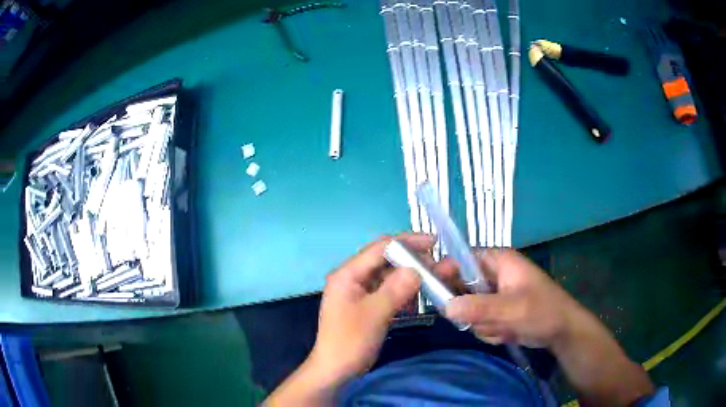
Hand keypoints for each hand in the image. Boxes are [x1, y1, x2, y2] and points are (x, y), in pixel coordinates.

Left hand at [308, 233, 433, 381]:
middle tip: (441, 265)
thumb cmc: (350, 342)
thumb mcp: (375, 314)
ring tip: (437, 279)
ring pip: (389, 276)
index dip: (408, 242)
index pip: (380, 248)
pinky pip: (388, 291)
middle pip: (386, 260)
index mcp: (348, 274)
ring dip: (412, 277)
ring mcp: (359, 292)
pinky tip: (420, 298)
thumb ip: (396, 288)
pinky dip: (404, 292)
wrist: (335, 370)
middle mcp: (353, 278)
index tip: (435, 243)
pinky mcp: (366, 305)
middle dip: (414, 260)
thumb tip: (418, 268)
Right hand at [440, 249, 583, 347]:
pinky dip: (490, 330)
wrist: (562, 332)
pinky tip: (506, 333)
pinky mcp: (496, 311)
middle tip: (485, 319)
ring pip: (469, 309)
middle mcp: (494, 274)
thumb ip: (479, 308)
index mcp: (499, 261)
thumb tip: (445, 307)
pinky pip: (478, 321)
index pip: (462, 258)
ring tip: (504, 327)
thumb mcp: (512, 309)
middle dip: (471, 309)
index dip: (447, 272)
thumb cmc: (543, 311)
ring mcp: (494, 294)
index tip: (438, 293)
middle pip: (461, 287)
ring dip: (483, 323)